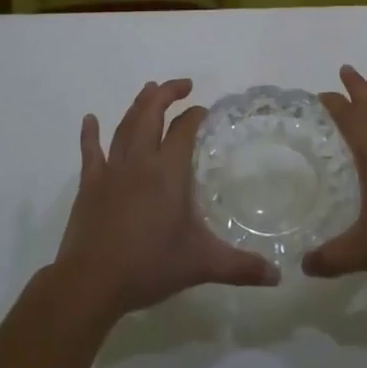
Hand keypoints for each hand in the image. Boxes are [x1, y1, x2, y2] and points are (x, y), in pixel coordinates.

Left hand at [53, 79, 278, 320]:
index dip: (195, 115)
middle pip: (151, 114)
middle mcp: (140, 161)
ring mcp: (111, 170)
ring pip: (125, 126)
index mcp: (169, 171)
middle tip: (182, 85)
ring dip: (138, 105)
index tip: (205, 110)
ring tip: (149, 90)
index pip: (184, 129)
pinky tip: (89, 119)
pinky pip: (90, 151)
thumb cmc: (150, 266)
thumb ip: (241, 266)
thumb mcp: (202, 264)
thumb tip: (278, 276)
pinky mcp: (89, 185)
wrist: (92, 282)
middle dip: (167, 94)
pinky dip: (90, 134)